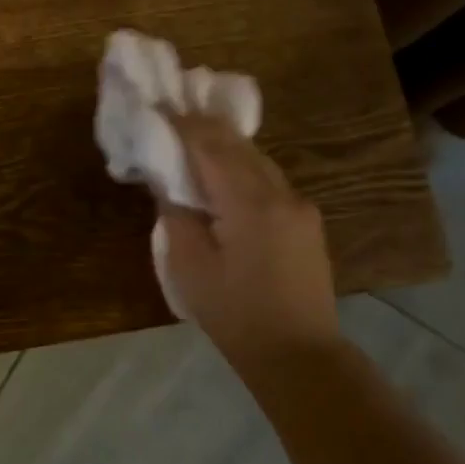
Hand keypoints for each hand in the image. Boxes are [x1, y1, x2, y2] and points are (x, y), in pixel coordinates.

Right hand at [160, 113, 341, 372]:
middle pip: (239, 146)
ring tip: (193, 139)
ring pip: (258, 161)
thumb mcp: (191, 269)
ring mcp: (300, 206)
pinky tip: (224, 177)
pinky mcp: (307, 222)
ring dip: (226, 147)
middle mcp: (281, 194)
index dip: (183, 125)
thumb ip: (177, 219)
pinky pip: (269, 181)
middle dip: (205, 128)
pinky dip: (243, 169)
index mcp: (250, 203)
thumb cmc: (237, 317)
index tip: (157, 108)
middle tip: (172, 115)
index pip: (211, 146)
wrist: (300, 355)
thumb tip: (169, 186)